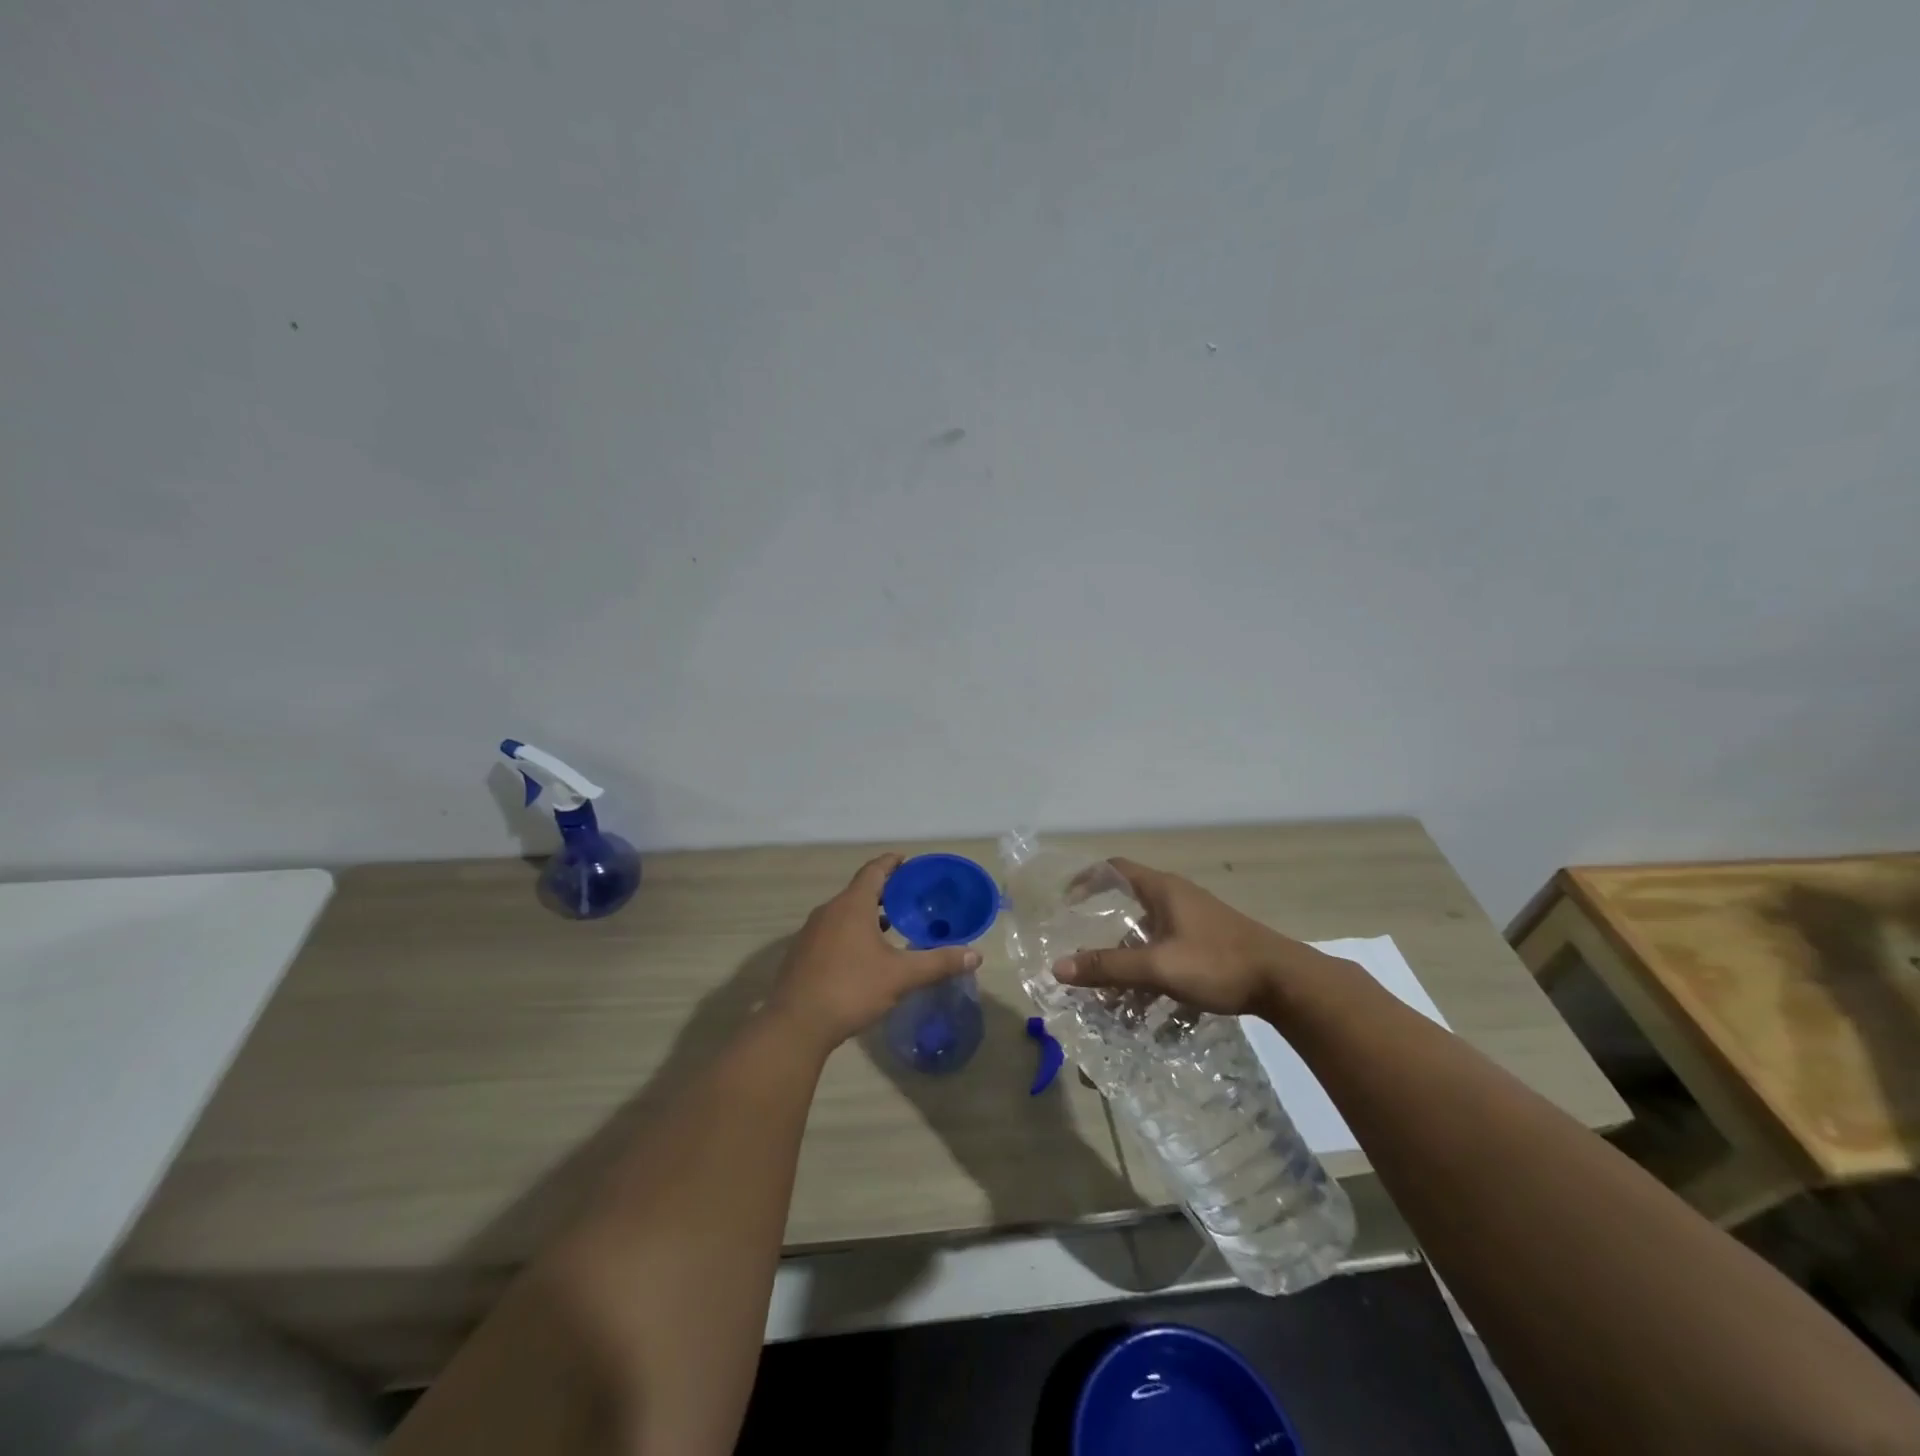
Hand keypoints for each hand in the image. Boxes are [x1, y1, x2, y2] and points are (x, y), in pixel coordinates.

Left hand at [768, 853, 980, 1051]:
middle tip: (910, 897)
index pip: (874, 871)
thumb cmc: (851, 989)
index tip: (907, 861)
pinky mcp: (802, 954)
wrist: (796, 1025)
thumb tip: (976, 955)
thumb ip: (939, 962)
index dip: (892, 863)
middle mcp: (829, 911)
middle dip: (885, 891)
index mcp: (852, 905)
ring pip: (844, 912)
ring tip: (892, 926)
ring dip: (867, 914)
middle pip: (859, 890)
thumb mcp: (901, 976)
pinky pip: (832, 931)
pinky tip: (865, 955)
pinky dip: (852, 932)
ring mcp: (811, 932)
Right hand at [1052, 858, 1344, 1020]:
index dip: (1087, 879)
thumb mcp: (1157, 966)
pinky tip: (1151, 1012)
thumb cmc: (1218, 963)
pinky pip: (1169, 953)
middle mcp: (1176, 898)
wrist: (1286, 982)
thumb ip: (1108, 967)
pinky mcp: (1210, 943)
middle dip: (1105, 936)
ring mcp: (1195, 921)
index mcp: (1162, 890)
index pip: (1114, 868)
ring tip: (1113, 998)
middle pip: (1129, 907)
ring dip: (1130, 964)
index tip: (1066, 902)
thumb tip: (1059, 967)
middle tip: (1085, 958)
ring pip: (1149, 937)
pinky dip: (1153, 975)